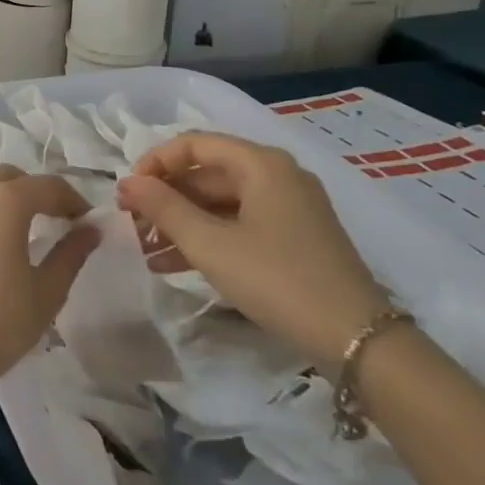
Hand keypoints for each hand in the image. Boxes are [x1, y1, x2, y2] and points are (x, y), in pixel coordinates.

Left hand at [0, 167, 97, 404]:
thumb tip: (91, 228)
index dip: (72, 199)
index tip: (86, 220)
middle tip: (55, 220)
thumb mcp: (46, 292)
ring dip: (4, 197)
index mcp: (5, 201)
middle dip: (36, 192)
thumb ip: (71, 253)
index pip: (48, 186)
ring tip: (18, 228)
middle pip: (11, 178)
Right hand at [117, 133, 388, 370]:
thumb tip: (127, 182)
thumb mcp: (209, 244)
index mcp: (261, 164)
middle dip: (165, 198)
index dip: (155, 163)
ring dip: (180, 222)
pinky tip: (173, 264)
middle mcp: (277, 175)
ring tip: (145, 250)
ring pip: (219, 202)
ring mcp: (288, 207)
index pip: (193, 144)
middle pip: (206, 173)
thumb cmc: (276, 279)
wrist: (357, 340)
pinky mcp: (293, 237)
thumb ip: (163, 208)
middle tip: (132, 226)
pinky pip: (237, 224)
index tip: (129, 194)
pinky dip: (206, 238)